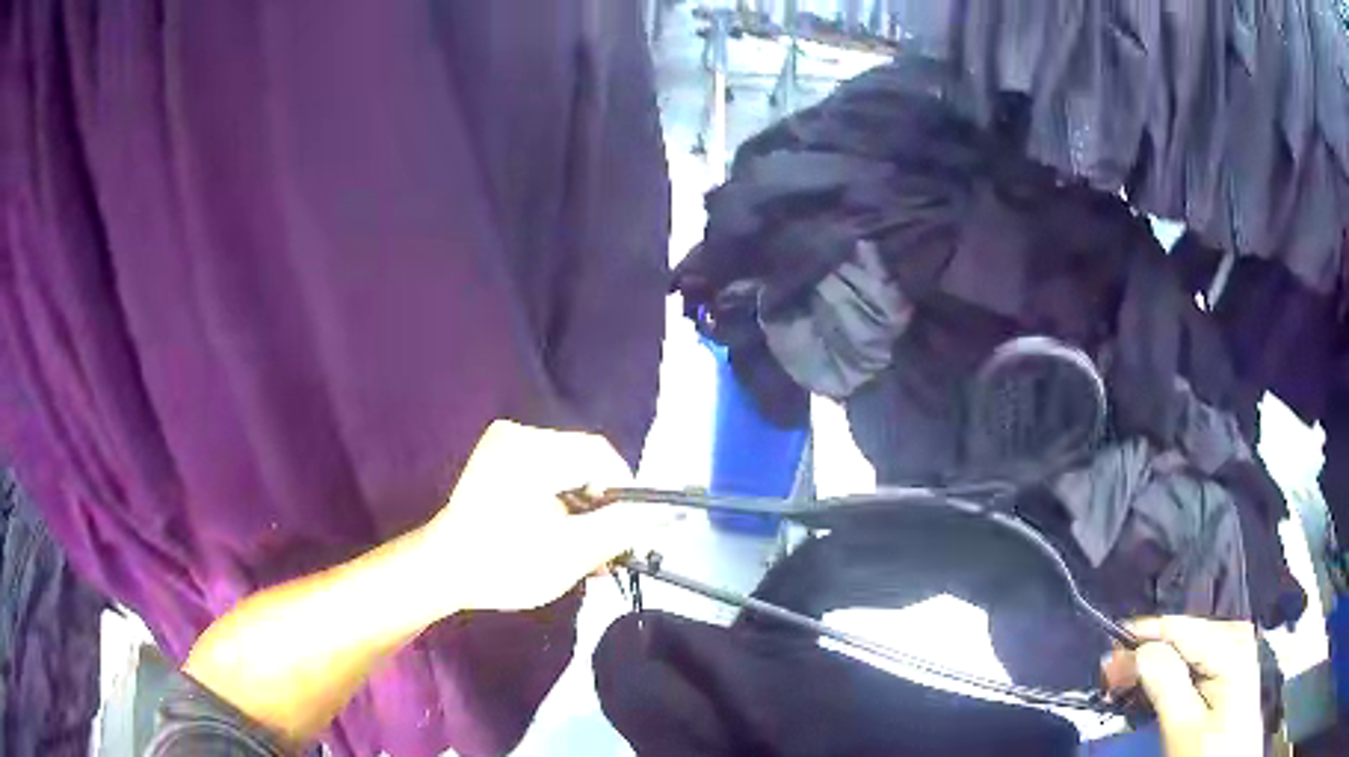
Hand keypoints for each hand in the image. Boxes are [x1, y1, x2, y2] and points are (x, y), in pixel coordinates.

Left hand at [425, 420, 645, 613]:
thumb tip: (669, 512)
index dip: (624, 495)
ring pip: (567, 475)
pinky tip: (563, 541)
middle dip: (601, 512)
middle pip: (585, 466)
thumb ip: (625, 527)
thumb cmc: (505, 564)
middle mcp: (518, 436)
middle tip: (607, 554)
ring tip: (587, 557)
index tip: (625, 537)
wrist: (442, 573)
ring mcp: (504, 448)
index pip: (601, 456)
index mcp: (531, 449)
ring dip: (582, 515)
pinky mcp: (498, 464)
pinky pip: (546, 479)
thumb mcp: (572, 552)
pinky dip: (560, 508)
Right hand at [1103, 616, 1261, 756]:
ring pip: (1185, 645)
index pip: (1176, 628)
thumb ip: (1166, 683)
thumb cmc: (1212, 749)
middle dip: (1144, 656)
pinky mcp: (1230, 660)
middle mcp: (1234, 633)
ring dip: (1154, 665)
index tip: (1105, 660)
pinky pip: (1195, 656)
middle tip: (1110, 680)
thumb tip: (1138, 651)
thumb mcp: (1185, 726)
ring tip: (1126, 685)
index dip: (1137, 641)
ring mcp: (1234, 645)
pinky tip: (1154, 685)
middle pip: (1180, 635)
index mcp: (1228, 644)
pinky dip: (1170, 671)